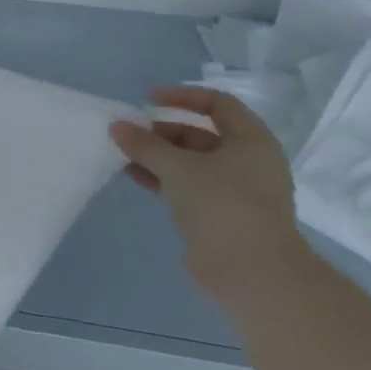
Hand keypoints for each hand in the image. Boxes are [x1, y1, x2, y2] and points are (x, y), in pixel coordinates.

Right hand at [110, 86, 312, 299]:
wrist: (252, 273)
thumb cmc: (222, 205)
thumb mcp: (178, 167)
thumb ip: (144, 144)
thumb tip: (117, 126)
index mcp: (251, 142)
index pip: (219, 104)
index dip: (183, 96)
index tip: (148, 100)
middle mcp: (248, 162)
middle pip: (201, 133)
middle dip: (163, 129)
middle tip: (130, 132)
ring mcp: (235, 190)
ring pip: (191, 161)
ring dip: (157, 155)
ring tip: (123, 152)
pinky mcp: (220, 214)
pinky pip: (186, 185)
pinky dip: (161, 177)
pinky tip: (132, 175)